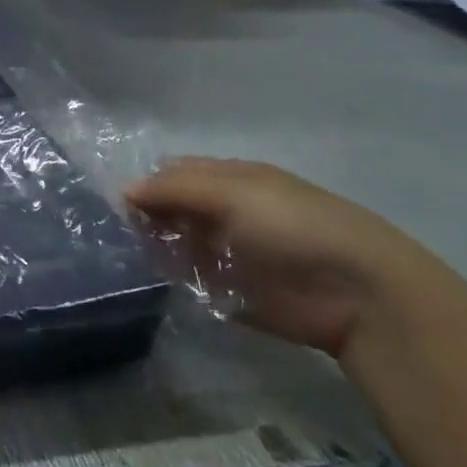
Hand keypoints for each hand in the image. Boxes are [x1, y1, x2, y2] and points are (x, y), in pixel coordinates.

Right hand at [125, 159, 443, 358]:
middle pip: (170, 208)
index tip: (110, 200)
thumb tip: (124, 190)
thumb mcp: (231, 193)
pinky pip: (188, 279)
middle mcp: (224, 211)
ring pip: (174, 243)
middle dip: (142, 215)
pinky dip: (168, 277)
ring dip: (151, 246)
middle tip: (107, 229)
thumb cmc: (294, 227)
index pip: (173, 173)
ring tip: (117, 254)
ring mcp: (226, 252)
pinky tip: (143, 278)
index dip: (144, 183)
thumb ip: (174, 190)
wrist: (358, 294)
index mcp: (230, 179)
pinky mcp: (229, 291)